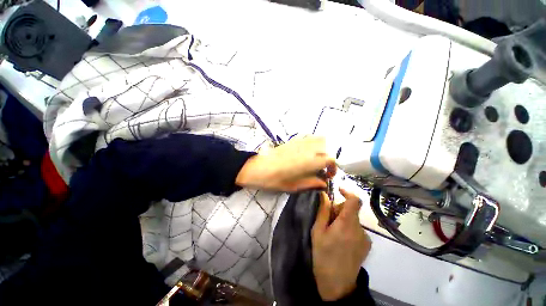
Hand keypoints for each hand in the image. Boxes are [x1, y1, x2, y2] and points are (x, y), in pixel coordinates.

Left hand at [235, 136, 335, 191]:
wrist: (258, 168)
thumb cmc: (276, 179)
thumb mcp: (295, 186)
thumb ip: (312, 183)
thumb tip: (324, 183)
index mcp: (310, 161)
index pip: (331, 159)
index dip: (333, 167)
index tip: (328, 175)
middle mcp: (308, 148)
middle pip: (327, 146)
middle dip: (328, 156)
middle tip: (322, 167)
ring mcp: (300, 142)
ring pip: (319, 138)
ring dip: (322, 148)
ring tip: (316, 158)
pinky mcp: (293, 140)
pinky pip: (308, 136)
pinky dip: (313, 142)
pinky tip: (307, 151)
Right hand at [311, 189, 371, 300]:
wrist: (338, 283)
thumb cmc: (324, 255)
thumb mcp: (318, 231)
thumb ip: (323, 211)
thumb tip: (324, 195)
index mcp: (346, 224)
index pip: (354, 201)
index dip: (347, 192)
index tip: (338, 190)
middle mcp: (359, 228)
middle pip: (351, 209)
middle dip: (339, 210)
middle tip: (328, 221)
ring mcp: (365, 237)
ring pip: (352, 218)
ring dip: (343, 220)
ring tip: (333, 233)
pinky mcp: (367, 244)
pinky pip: (356, 228)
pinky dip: (348, 228)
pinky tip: (341, 241)